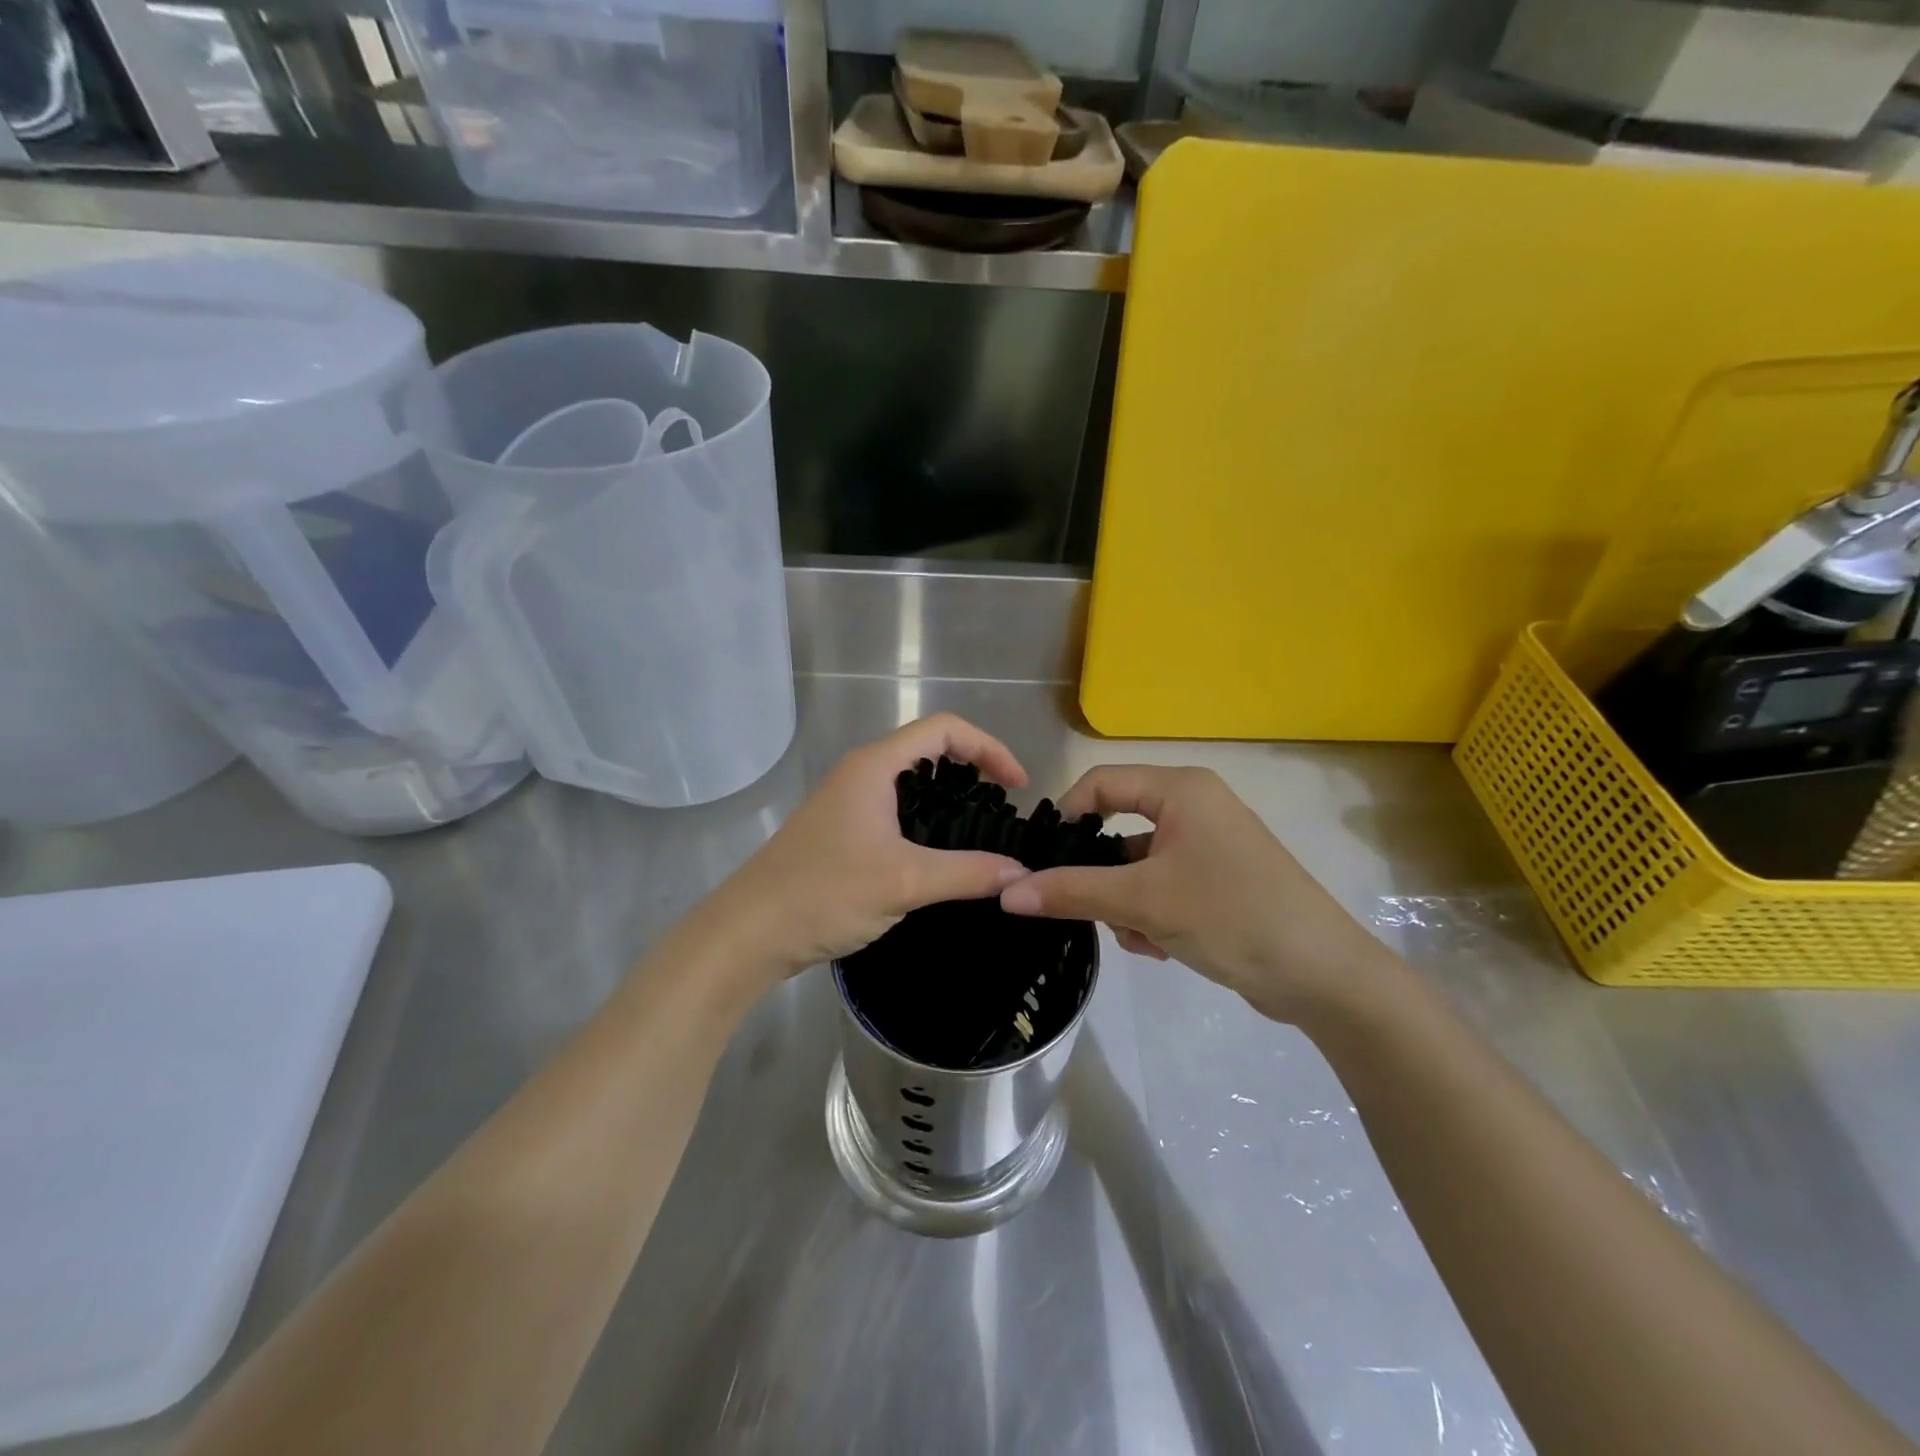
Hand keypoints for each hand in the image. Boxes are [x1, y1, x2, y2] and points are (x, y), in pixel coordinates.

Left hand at [695, 715, 1030, 993]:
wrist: (750, 932)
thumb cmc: (825, 893)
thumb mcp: (904, 881)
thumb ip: (968, 873)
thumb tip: (1021, 872)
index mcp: (875, 766)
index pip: (945, 729)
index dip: (989, 748)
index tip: (1017, 786)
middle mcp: (862, 773)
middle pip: (930, 750)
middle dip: (973, 770)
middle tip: (1003, 809)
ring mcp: (849, 802)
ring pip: (912, 783)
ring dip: (950, 798)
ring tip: (981, 833)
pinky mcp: (844, 831)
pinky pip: (897, 810)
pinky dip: (928, 821)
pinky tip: (942, 857)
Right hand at [999, 766, 1395, 1023]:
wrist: (1323, 976)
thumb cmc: (1230, 916)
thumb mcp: (1143, 902)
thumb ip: (1072, 891)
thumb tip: (1007, 891)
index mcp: (1181, 790)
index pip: (1101, 782)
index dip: (1067, 815)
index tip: (1044, 859)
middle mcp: (1195, 806)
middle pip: (1119, 827)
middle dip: (1102, 876)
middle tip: (1091, 908)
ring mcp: (1209, 845)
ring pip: (1138, 864)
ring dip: (1126, 904)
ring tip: (1140, 939)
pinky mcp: (1219, 880)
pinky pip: (1163, 885)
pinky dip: (1152, 913)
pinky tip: (1162, 948)